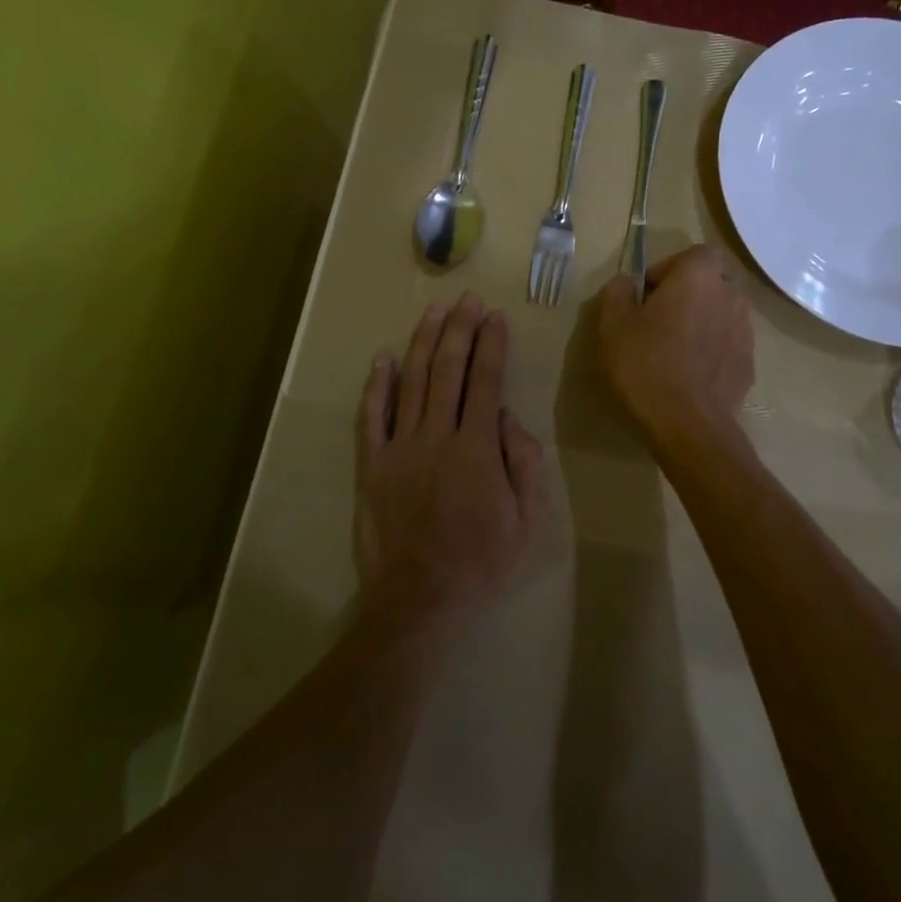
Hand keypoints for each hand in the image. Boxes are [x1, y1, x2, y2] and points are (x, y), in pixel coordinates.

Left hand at [355, 295, 547, 637]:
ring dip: (424, 342)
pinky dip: (377, 384)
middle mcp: (437, 436)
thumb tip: (509, 417)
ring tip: (434, 311)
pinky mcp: (372, 465)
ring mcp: (400, 447)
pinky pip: (372, 416)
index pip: (486, 381)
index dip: (491, 345)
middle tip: (467, 300)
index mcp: (478, 447)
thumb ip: (525, 462)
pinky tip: (384, 357)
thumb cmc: (482, 562)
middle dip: (460, 330)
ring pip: (412, 382)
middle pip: (448, 370)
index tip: (495, 317)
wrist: (420, 601)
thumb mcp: (528, 519)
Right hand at [596, 245, 754, 448]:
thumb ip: (617, 292)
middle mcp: (731, 295)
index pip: (693, 253)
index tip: (646, 295)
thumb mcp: (613, 325)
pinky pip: (727, 345)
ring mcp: (746, 332)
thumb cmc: (646, 365)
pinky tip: (689, 375)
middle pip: (710, 282)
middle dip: (687, 294)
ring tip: (674, 350)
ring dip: (701, 322)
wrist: (689, 425)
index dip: (668, 269)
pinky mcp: (749, 364)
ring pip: (721, 314)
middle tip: (657, 321)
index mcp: (699, 277)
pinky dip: (711, 351)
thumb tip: (626, 283)